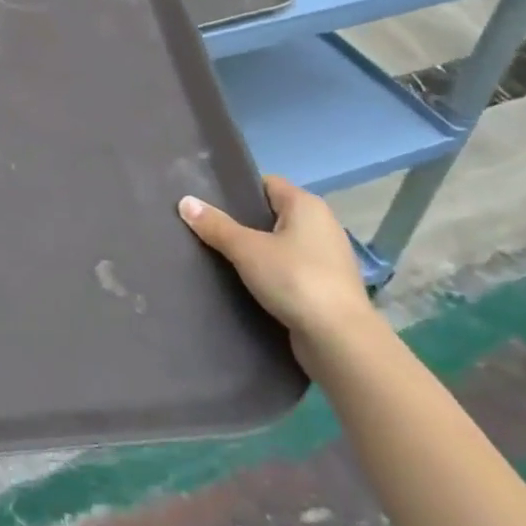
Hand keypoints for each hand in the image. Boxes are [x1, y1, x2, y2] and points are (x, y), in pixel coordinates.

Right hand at [178, 177, 374, 359]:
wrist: (340, 341)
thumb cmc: (295, 280)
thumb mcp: (246, 250)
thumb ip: (215, 225)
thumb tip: (184, 202)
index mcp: (307, 205)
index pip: (266, 184)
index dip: (238, 191)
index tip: (209, 203)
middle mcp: (322, 225)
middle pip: (272, 214)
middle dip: (243, 223)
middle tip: (209, 231)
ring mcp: (328, 258)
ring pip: (282, 244)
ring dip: (258, 251)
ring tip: (222, 259)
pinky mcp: (328, 287)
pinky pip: (291, 270)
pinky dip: (273, 274)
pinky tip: (249, 285)